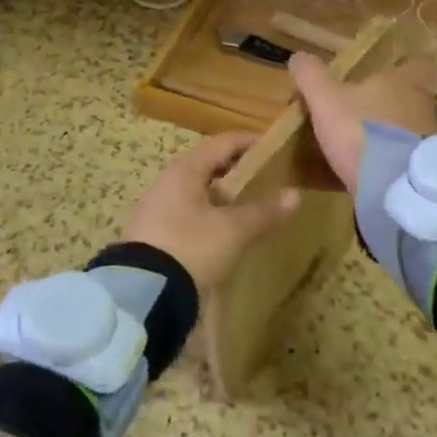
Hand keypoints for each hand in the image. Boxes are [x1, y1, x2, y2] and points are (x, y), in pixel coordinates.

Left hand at [124, 132, 300, 291]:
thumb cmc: (190, 248)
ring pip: (198, 190)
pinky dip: (210, 214)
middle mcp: (169, 180)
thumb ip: (264, 211)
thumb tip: (295, 194)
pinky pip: (188, 212)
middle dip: (239, 170)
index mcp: (186, 169)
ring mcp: (158, 207)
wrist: (141, 294)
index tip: (277, 149)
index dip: (251, 142)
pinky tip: (225, 233)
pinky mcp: (154, 233)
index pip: (224, 142)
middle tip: (268, 180)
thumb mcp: (233, 231)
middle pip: (210, 164)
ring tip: (251, 208)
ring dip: (224, 195)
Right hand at [287, 54, 436, 192]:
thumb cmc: (361, 131)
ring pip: (405, 129)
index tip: (378, 78)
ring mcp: (427, 139)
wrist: (397, 187)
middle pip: (406, 98)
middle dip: (384, 107)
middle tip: (358, 115)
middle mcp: (420, 105)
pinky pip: (405, 159)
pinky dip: (390, 163)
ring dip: (387, 136)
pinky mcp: (425, 170)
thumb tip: (298, 56)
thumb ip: (311, 76)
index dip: (398, 69)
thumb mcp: (325, 100)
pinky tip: (369, 174)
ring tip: (359, 149)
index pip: (412, 65)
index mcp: (400, 82)